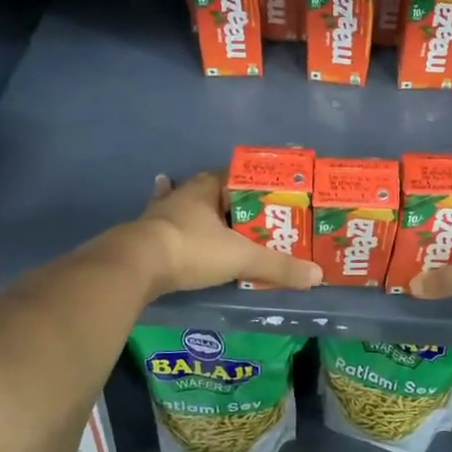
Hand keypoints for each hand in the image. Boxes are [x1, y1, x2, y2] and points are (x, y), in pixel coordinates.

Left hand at [133, 172, 320, 296]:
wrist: (134, 267)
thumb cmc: (191, 249)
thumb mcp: (241, 257)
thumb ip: (277, 266)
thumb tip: (317, 275)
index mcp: (206, 188)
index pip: (235, 176)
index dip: (252, 184)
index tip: (269, 196)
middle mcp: (182, 195)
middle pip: (210, 192)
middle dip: (226, 200)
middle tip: (248, 215)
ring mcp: (159, 214)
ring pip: (184, 207)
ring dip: (197, 212)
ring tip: (211, 218)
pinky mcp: (143, 235)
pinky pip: (164, 228)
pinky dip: (171, 229)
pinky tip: (164, 224)